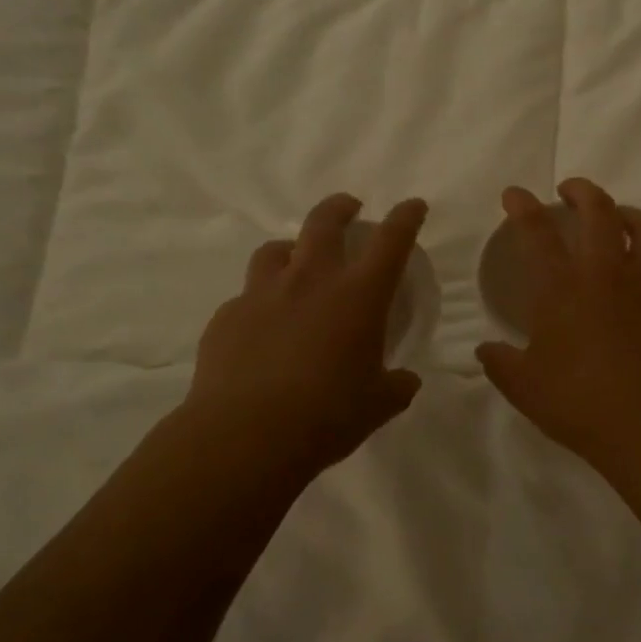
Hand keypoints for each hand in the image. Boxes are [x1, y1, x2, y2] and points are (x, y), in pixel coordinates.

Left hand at [185, 194, 427, 477]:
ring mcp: (262, 294)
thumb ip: (397, 386)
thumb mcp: (378, 405)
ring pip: (275, 250)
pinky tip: (262, 328)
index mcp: (358, 295)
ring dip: (291, 250)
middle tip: (349, 209)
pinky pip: (246, 297)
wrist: (245, 435)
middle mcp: (310, 280)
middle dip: (340, 208)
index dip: (406, 217)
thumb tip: (405, 381)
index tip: (413, 206)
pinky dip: (261, 302)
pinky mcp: (227, 316)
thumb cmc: (327, 416)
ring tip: (296, 265)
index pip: (391, 240)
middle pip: (324, 221)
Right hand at [477, 179, 640, 478]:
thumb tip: (485, 350)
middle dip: (581, 191)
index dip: (523, 207)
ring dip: (627, 213)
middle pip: (599, 211)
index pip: (537, 233)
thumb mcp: (526, 388)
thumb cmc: (581, 405)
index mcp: (564, 290)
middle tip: (570, 191)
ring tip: (618, 218)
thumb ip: (501, 364)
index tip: (515, 193)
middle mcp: (608, 275)